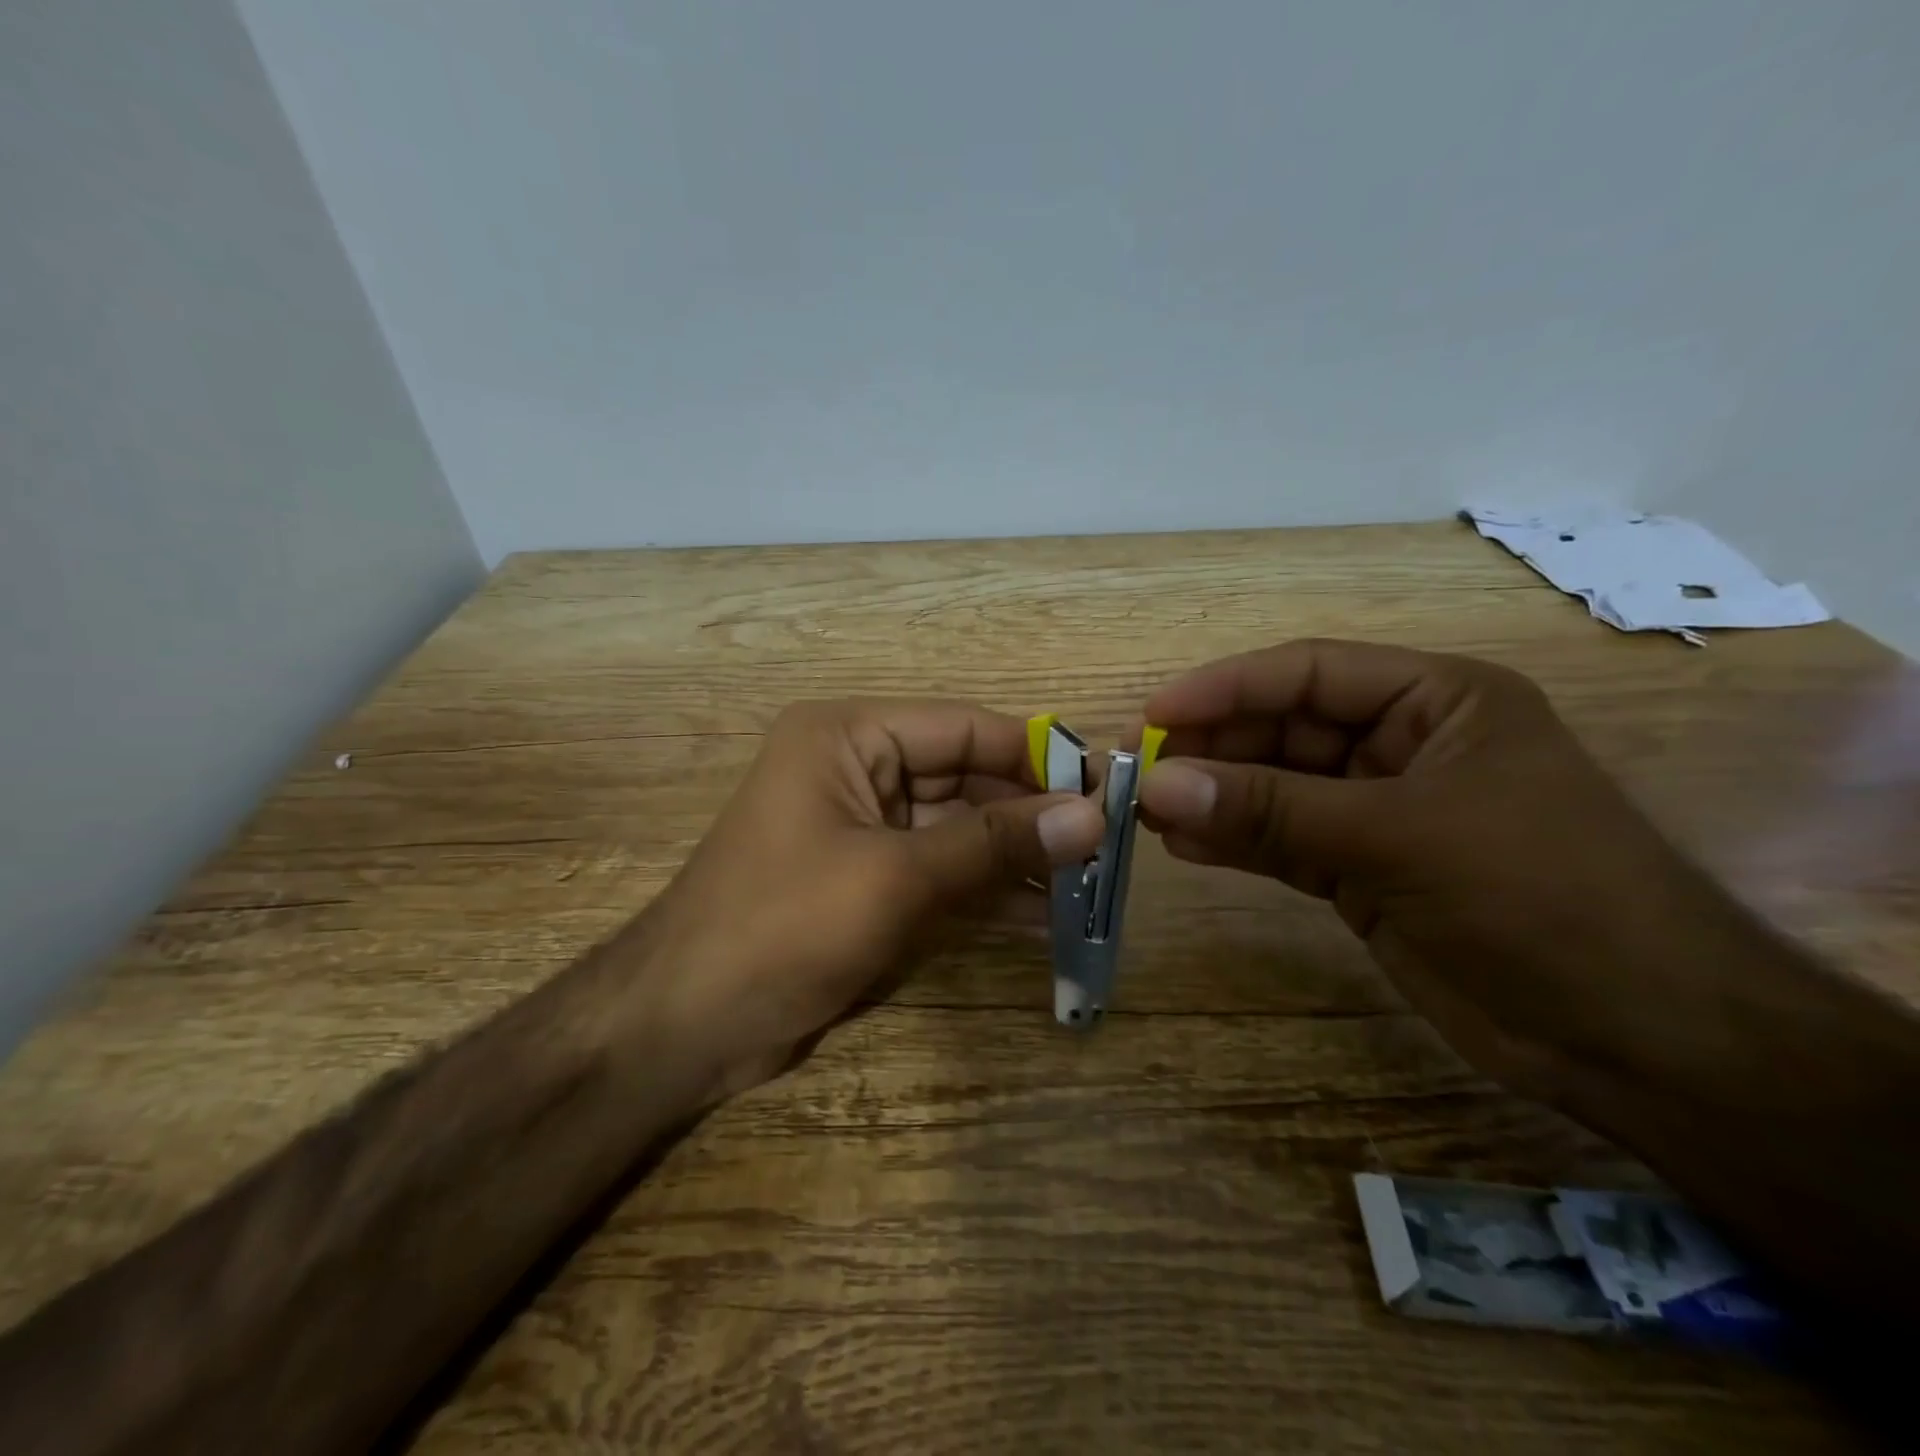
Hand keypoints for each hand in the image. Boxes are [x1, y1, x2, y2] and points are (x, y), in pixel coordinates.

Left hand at [644, 699, 1105, 1096]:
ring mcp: (863, 829)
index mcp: (848, 736)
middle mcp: (856, 769)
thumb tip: (1092, 816)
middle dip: (1032, 814)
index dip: (1036, 754)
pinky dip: (987, 893)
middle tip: (1109, 846)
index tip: (1106, 786)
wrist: (685, 1026)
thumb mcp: (895, 877)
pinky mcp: (867, 881)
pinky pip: (941, 872)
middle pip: (965, 778)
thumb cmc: (782, 926)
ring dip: (1017, 857)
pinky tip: (1046, 919)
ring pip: (959, 830)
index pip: (963, 727)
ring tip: (1090, 885)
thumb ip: (993, 844)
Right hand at [1135, 639, 1747, 1101]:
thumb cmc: (1539, 897)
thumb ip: (1272, 810)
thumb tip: (1160, 785)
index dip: (1226, 688)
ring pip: (1275, 790)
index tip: (1154, 713)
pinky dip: (1234, 843)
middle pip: (1283, 731)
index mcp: (1435, 701)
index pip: (1309, 674)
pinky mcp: (1362, 872)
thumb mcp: (1399, 835)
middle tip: (1136, 771)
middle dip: (1211, 749)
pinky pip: (1282, 844)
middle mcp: (1400, 747)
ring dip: (1214, 798)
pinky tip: (1184, 846)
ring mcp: (1379, 812)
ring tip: (1146, 811)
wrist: (1638, 1038)